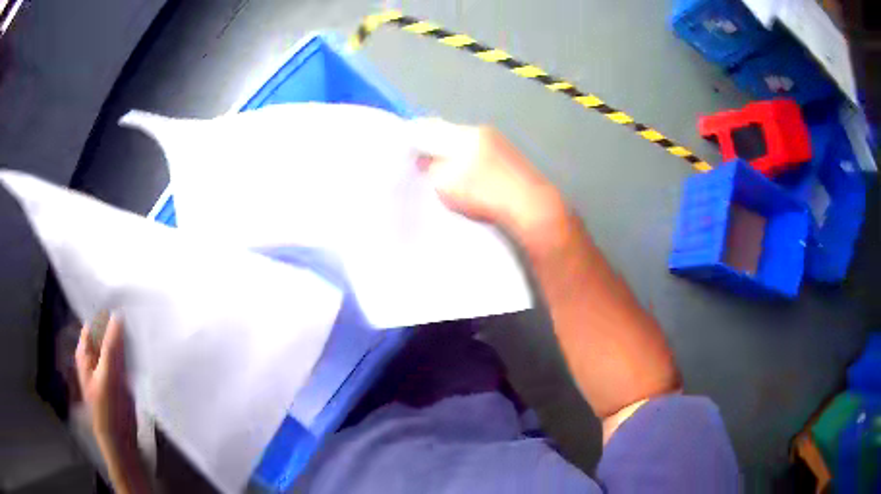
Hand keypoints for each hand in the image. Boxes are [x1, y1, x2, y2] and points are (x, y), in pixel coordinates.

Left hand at [75, 314, 136, 453]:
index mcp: (85, 352)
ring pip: (117, 345)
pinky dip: (132, 351)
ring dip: (127, 338)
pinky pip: (125, 358)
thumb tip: (118, 315)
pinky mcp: (121, 377)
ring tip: (142, 327)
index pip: (93, 321)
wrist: (122, 442)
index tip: (124, 300)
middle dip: (119, 324)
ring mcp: (108, 367)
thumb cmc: (109, 411)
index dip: (106, 311)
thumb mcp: (108, 377)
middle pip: (106, 332)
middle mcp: (94, 355)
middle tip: (136, 313)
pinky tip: (143, 347)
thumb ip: (112, 347)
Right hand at [410, 119, 565, 243]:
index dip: (415, 137)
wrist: (531, 209)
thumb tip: (424, 159)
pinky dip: (469, 165)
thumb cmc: (484, 194)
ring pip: (466, 146)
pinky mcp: (511, 161)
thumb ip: (430, 168)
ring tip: (443, 176)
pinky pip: (480, 157)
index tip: (404, 149)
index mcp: (466, 133)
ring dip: (452, 157)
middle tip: (421, 165)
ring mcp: (501, 145)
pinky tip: (468, 181)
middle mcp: (484, 132)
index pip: (432, 127)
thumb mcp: (446, 184)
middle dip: (434, 148)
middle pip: (450, 135)